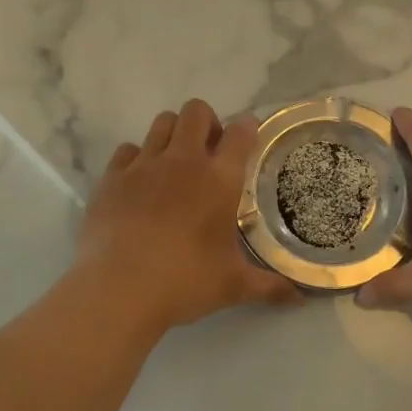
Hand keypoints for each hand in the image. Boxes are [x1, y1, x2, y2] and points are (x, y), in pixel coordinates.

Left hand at [78, 100, 298, 333]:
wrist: (117, 290)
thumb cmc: (184, 282)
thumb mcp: (233, 286)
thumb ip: (269, 287)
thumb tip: (300, 298)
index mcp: (219, 180)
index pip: (240, 133)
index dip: (248, 128)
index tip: (249, 136)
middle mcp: (183, 161)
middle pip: (196, 112)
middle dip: (207, 123)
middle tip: (210, 153)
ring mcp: (143, 165)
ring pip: (161, 122)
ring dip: (173, 134)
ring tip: (175, 164)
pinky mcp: (111, 178)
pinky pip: (127, 150)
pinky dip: (137, 159)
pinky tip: (140, 184)